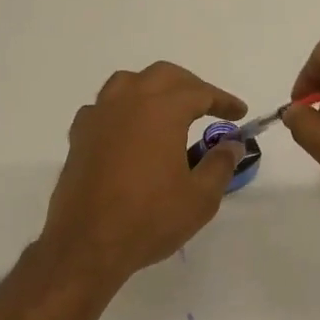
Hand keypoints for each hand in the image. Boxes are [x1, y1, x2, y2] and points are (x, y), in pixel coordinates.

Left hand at [39, 62, 247, 284]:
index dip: (223, 100)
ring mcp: (98, 117)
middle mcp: (127, 102)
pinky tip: (129, 132)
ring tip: (167, 111)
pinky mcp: (79, 137)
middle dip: (189, 86)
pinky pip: (104, 108)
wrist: (88, 244)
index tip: (239, 113)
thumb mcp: (200, 197)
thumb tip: (232, 144)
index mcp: (161, 110)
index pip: (199, 92)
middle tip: (207, 107)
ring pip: (127, 83)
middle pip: (162, 76)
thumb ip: (220, 164)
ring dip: (152, 89)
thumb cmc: (150, 218)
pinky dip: (123, 110)